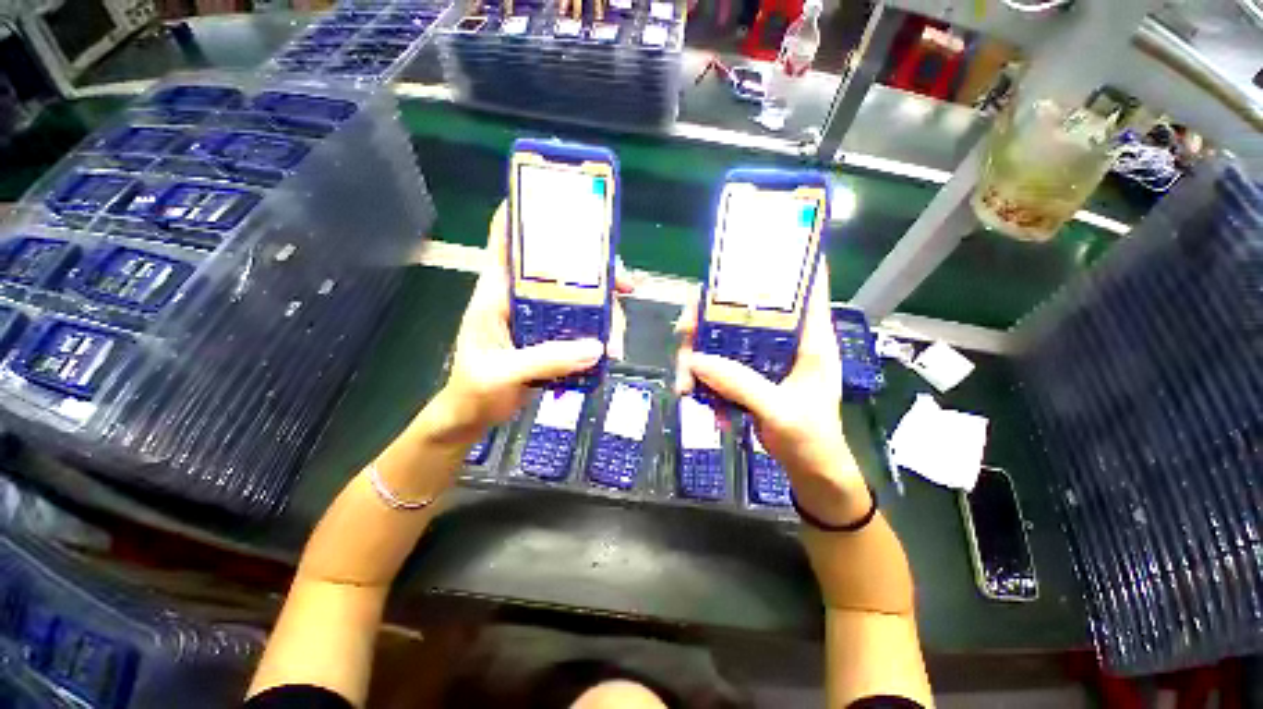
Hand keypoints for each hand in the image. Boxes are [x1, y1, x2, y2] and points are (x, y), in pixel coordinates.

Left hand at [430, 202, 635, 444]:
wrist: (472, 415)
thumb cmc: (474, 390)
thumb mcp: (504, 374)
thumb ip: (546, 360)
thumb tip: (597, 347)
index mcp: (496, 292)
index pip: (506, 239)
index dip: (528, 213)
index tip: (565, 204)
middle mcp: (519, 297)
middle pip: (558, 267)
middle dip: (593, 268)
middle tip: (623, 282)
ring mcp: (537, 317)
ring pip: (575, 296)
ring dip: (602, 305)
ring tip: (619, 327)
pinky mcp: (549, 336)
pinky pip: (579, 323)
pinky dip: (598, 328)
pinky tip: (611, 341)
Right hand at [674, 259, 868, 522]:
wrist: (808, 471)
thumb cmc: (811, 438)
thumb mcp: (781, 410)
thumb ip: (741, 384)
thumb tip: (695, 359)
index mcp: (809, 338)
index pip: (806, 286)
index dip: (790, 259)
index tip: (760, 242)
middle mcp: (784, 339)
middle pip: (745, 309)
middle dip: (710, 316)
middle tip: (685, 331)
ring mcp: (761, 357)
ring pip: (722, 338)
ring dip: (697, 356)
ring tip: (684, 383)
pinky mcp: (746, 374)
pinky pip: (716, 364)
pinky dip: (701, 378)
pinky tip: (696, 397)